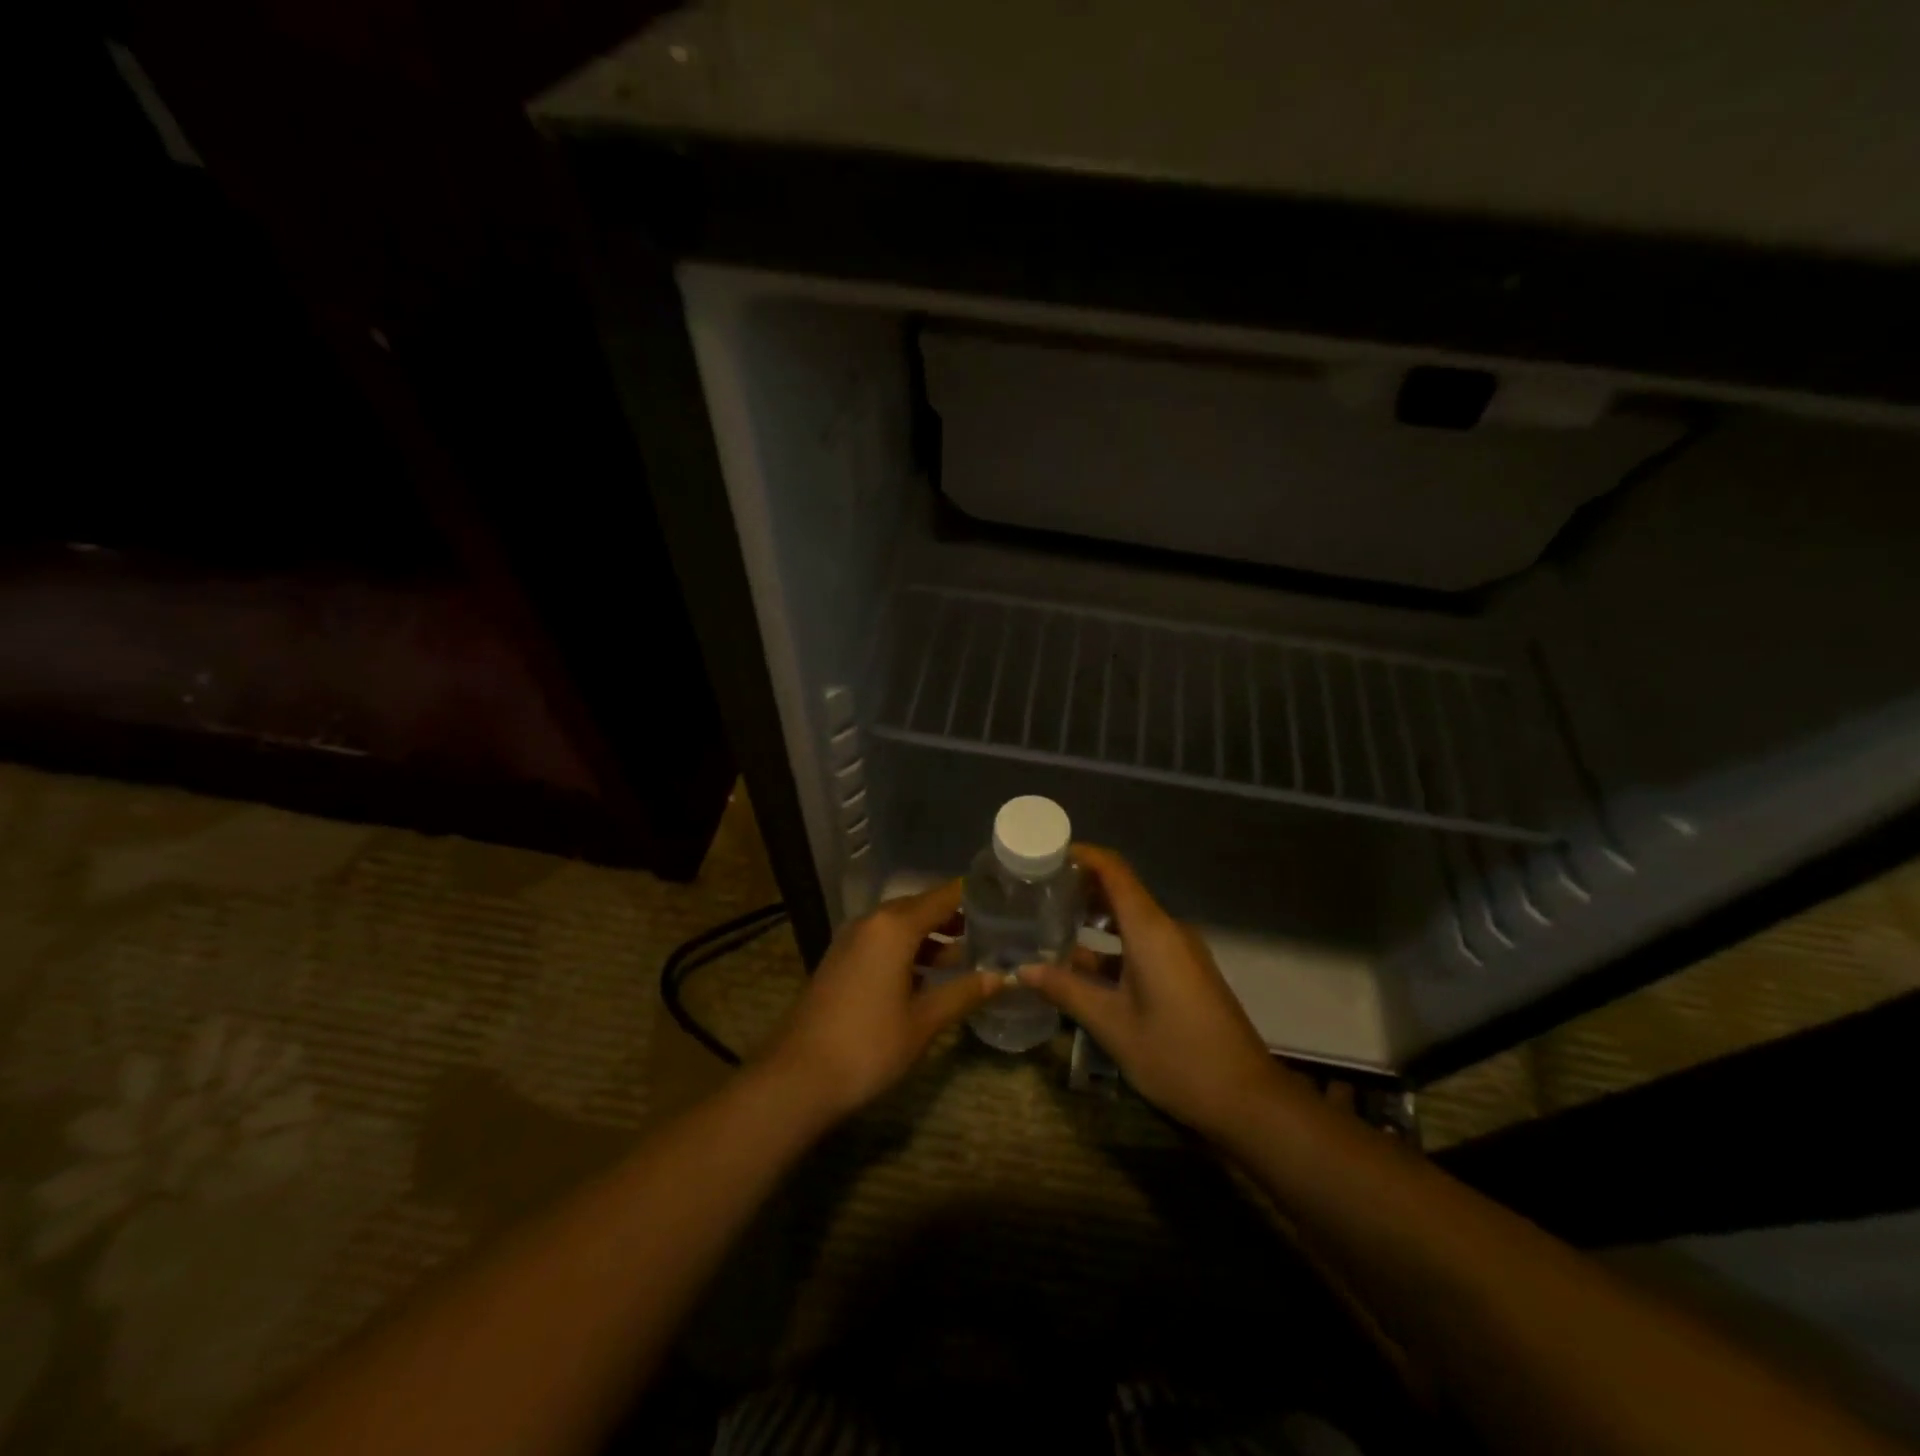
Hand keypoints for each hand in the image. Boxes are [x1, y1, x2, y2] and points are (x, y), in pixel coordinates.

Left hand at [764, 880, 1001, 1121]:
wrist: (798, 1076)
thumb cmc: (869, 1044)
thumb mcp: (924, 1021)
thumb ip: (963, 993)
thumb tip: (1001, 977)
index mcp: (894, 926)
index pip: (943, 896)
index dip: (972, 895)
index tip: (1002, 898)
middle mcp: (871, 922)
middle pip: (920, 907)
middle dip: (954, 917)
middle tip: (991, 928)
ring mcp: (851, 940)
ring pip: (900, 926)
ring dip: (931, 937)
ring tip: (966, 955)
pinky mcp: (841, 960)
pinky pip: (882, 942)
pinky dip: (908, 949)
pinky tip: (927, 976)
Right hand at [1018, 845, 1292, 1137]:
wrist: (1246, 1098)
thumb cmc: (1175, 1055)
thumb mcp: (1112, 1024)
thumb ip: (1066, 990)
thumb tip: (1021, 969)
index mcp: (1150, 930)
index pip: (1114, 870)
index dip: (1081, 855)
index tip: (1045, 855)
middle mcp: (1167, 929)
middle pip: (1121, 890)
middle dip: (1081, 886)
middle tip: (1038, 892)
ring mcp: (1180, 951)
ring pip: (1131, 919)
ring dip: (1095, 918)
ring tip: (1051, 922)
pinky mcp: (1185, 971)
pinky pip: (1143, 942)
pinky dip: (1112, 944)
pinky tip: (1083, 963)